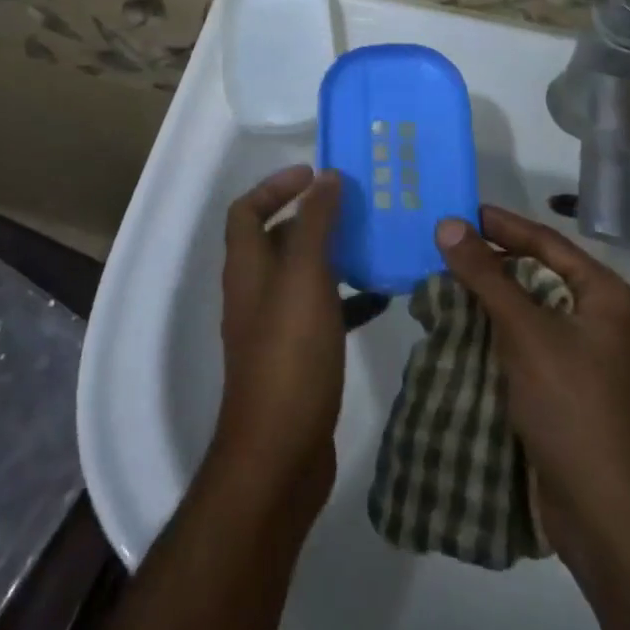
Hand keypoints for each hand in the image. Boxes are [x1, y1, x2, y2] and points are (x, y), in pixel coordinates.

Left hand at [212, 165, 345, 521]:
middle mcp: (255, 290)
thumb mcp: (304, 279)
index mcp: (247, 267)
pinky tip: (383, 297)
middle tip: (356, 204)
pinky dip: (347, 297)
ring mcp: (275, 326)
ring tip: (375, 241)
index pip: (246, 208)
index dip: (275, 185)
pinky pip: (323, 311)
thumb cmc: (290, 355)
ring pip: (303, 274)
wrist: (279, 455)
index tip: (316, 174)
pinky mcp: (297, 356)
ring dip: (334, 254)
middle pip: (276, 237)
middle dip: (313, 216)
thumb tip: (326, 177)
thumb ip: (315, 225)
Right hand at [434, 205, 629, 573]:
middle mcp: (603, 321)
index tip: (460, 212)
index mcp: (607, 298)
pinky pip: (529, 345)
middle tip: (446, 247)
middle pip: (539, 276)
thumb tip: (448, 224)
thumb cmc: (572, 406)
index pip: (548, 243)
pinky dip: (497, 335)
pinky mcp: (570, 391)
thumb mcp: (525, 332)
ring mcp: (588, 360)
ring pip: (531, 313)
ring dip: (491, 300)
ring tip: (445, 284)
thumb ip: (485, 275)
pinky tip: (462, 331)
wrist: (608, 517)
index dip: (503, 225)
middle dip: (492, 263)